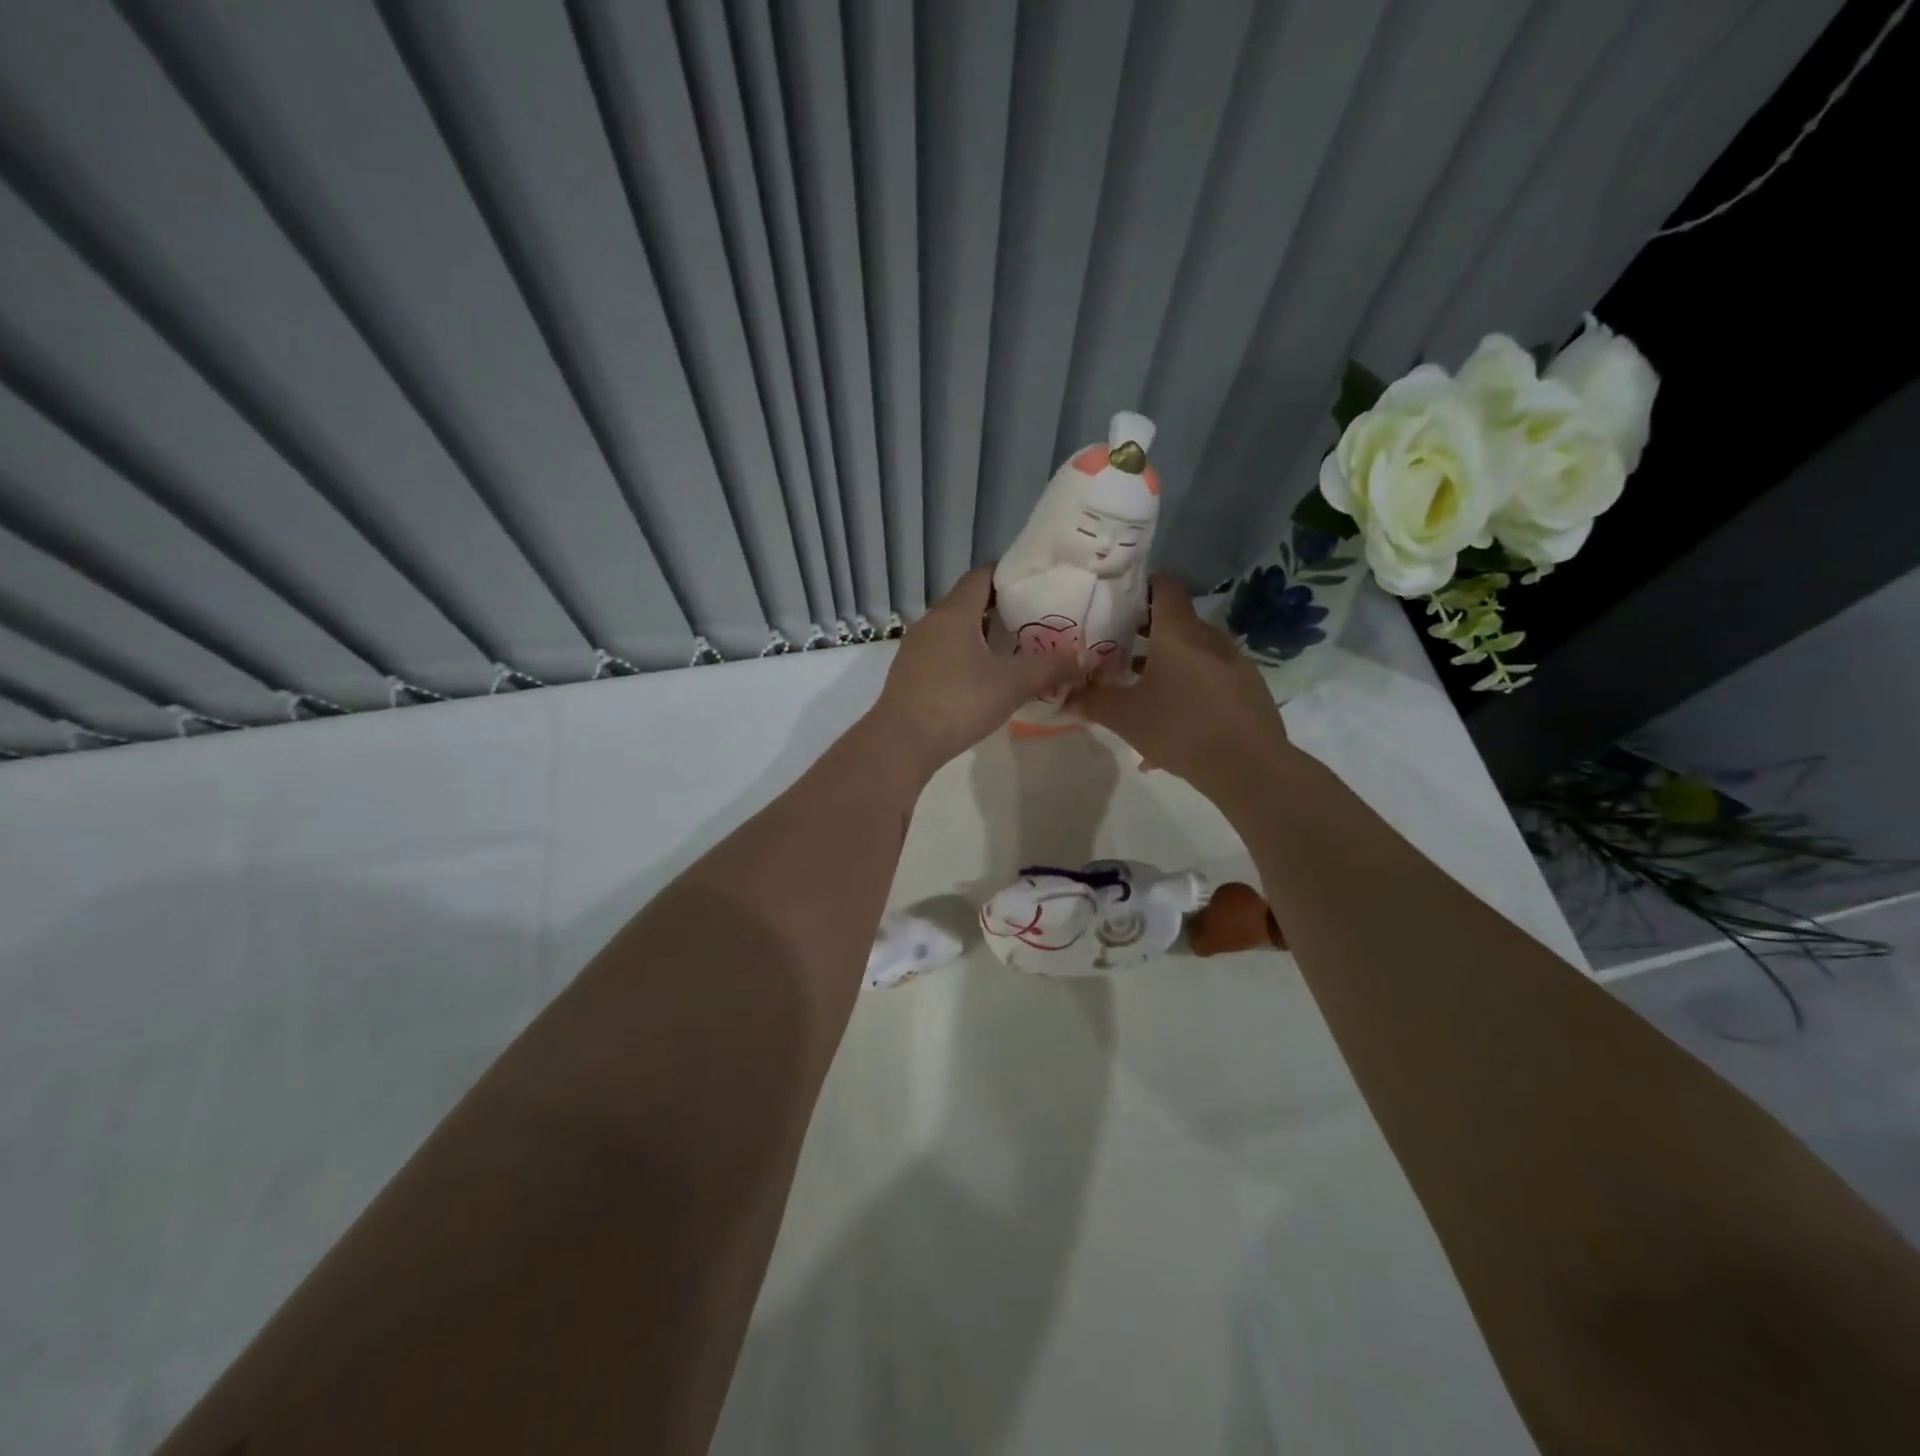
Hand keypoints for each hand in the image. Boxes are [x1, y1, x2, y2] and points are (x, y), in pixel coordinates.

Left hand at [868, 567, 1086, 776]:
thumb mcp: (1011, 685)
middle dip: (1001, 607)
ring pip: (954, 628)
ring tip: (1014, 649)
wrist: (901, 743)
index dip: (1010, 575)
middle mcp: (931, 621)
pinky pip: (942, 650)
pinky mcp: (909, 672)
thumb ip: (1050, 667)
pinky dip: (964, 653)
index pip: (983, 575)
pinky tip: (982, 676)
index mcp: (954, 612)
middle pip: (969, 601)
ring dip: (981, 633)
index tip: (1038, 586)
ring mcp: (915, 647)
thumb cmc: (958, 703)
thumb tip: (1087, 657)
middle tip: (1035, 620)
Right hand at [1070, 576, 1290, 795]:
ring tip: (1139, 692)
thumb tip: (1068, 695)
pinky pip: (1209, 681)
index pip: (1163, 587)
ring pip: (1192, 655)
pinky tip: (1170, 728)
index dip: (1140, 587)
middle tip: (1116, 650)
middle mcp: (1209, 639)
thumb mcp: (1125, 717)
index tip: (1116, 601)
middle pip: (1176, 623)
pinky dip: (1187, 692)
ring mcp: (1233, 664)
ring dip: (1166, 666)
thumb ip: (1093, 702)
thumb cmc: (1180, 728)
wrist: (1249, 767)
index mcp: (1179, 633)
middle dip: (1145, 634)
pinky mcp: (1248, 690)